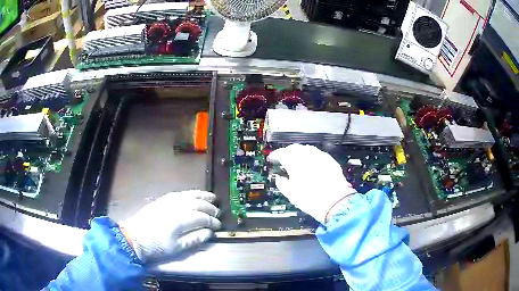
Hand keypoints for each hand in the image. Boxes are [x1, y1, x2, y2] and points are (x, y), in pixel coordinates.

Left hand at [121, 190, 220, 262]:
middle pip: (197, 204)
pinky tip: (194, 195)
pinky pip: (179, 193)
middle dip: (210, 207)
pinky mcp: (162, 200)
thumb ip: (194, 239)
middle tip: (218, 212)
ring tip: (212, 197)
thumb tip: (209, 233)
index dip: (212, 221)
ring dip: (202, 196)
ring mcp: (168, 201)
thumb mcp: (176, 248)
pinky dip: (189, 193)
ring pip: (188, 195)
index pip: (201, 217)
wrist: (134, 238)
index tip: (219, 225)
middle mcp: (175, 207)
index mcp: (179, 220)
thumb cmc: (156, 246)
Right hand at [268, 144, 355, 223]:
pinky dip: (312, 156)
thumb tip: (279, 178)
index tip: (272, 158)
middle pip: (294, 148)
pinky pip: (318, 154)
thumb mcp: (291, 194)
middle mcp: (307, 155)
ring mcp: (320, 156)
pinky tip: (312, 163)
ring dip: (300, 152)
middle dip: (287, 152)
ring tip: (297, 160)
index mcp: (294, 162)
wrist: (335, 202)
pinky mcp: (330, 160)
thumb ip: (282, 183)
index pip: (281, 153)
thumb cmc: (309, 198)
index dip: (275, 155)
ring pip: (307, 149)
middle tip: (284, 159)